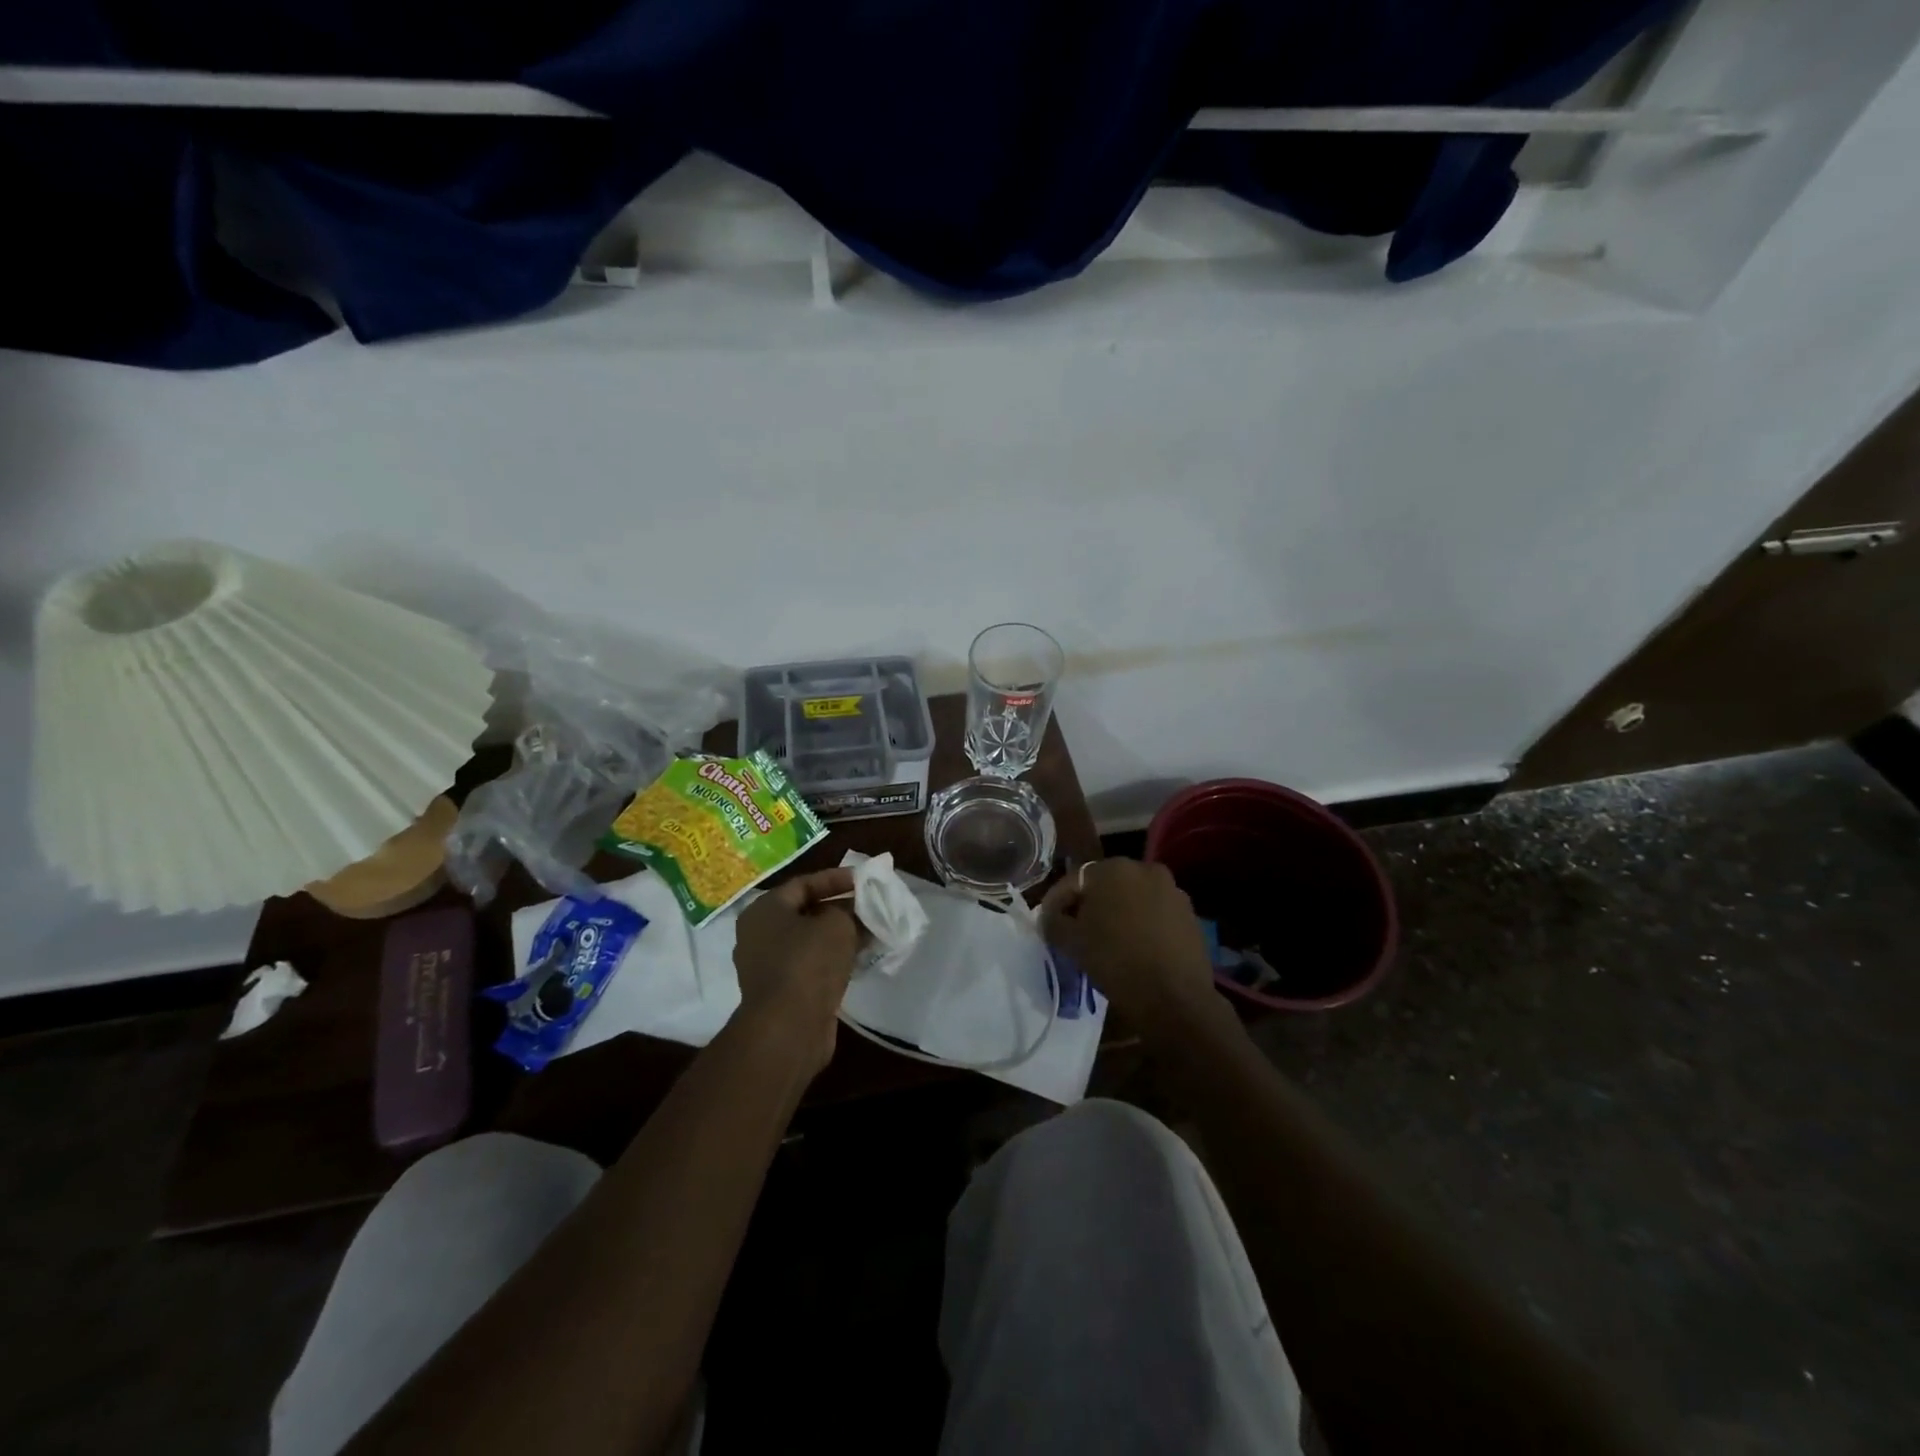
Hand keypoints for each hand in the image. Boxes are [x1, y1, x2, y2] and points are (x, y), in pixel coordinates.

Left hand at [732, 868, 860, 1073]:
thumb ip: (848, 911)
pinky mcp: (781, 992)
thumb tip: (852, 913)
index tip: (864, 880)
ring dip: (839, 937)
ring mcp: (767, 966)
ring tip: (871, 933)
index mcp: (764, 910)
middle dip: (840, 909)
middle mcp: (759, 935)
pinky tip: (858, 960)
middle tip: (869, 907)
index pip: (803, 884)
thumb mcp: (837, 924)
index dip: (836, 879)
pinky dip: (833, 960)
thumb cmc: (808, 963)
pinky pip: (810, 966)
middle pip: (806, 912)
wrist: (788, 1028)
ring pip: (809, 941)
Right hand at [1040, 858, 1217, 1022]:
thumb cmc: (1115, 961)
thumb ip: (1053, 922)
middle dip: (1089, 905)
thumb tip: (1051, 917)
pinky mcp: (1190, 916)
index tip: (1047, 923)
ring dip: (1117, 914)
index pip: (1073, 881)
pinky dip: (1142, 925)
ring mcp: (1173, 891)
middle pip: (1105, 886)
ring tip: (1107, 942)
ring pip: (1133, 899)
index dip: (1056, 902)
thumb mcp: (1071, 942)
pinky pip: (1155, 915)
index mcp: (1113, 868)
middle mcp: (1145, 869)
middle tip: (1076, 931)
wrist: (1174, 999)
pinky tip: (1135, 948)